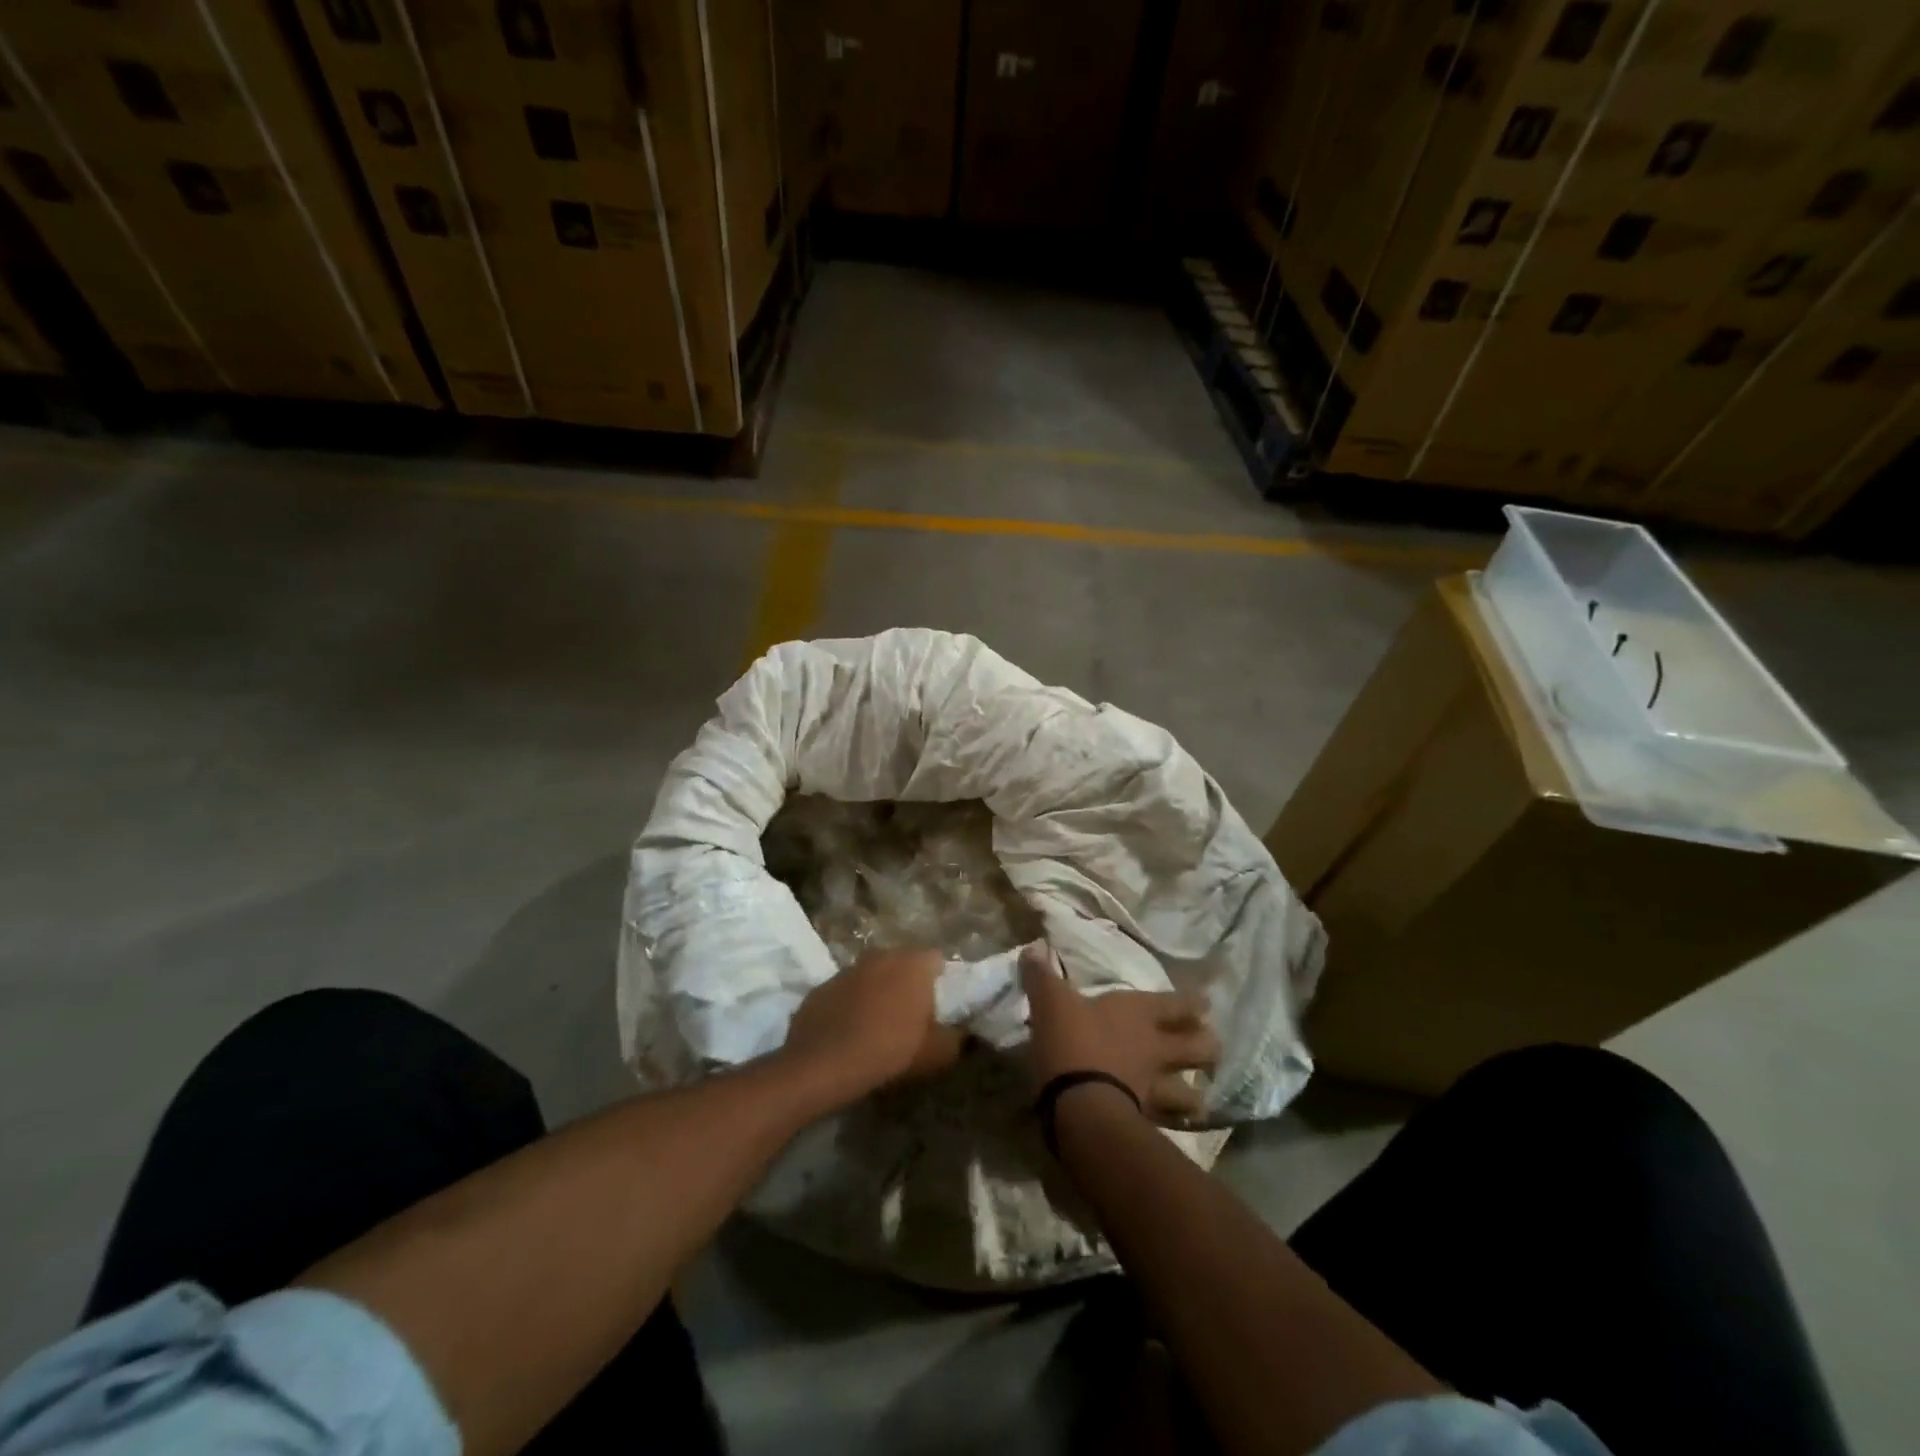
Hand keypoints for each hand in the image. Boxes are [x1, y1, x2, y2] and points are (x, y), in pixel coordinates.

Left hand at [782, 948, 964, 1105]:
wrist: (823, 1064)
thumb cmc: (889, 1051)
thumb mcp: (937, 1054)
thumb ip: (956, 1038)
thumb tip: (961, 1033)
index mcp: (913, 964)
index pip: (937, 959)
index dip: (941, 981)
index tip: (940, 1006)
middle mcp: (881, 955)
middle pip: (903, 964)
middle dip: (908, 984)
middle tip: (912, 1016)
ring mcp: (848, 969)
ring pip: (872, 975)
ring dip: (878, 992)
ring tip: (879, 1025)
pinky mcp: (821, 987)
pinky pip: (846, 992)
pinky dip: (851, 1005)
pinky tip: (850, 1032)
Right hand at [1020, 944, 1219, 1119]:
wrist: (1079, 1105)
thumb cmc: (1071, 1042)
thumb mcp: (1051, 1001)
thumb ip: (1043, 976)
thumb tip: (1033, 947)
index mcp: (1138, 1013)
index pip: (1178, 1004)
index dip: (1193, 1003)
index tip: (1206, 1004)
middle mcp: (1155, 1048)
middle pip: (1199, 1047)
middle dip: (1207, 1046)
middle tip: (1208, 1046)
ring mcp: (1154, 1088)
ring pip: (1191, 1093)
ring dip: (1194, 1095)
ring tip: (1196, 1097)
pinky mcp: (1144, 1122)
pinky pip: (1167, 1123)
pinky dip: (1171, 1124)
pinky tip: (1170, 1126)